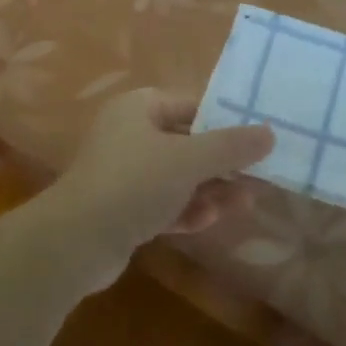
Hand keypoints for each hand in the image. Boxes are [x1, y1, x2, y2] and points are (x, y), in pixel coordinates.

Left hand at [39, 88, 273, 288]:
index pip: (191, 105)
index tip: (259, 138)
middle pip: (186, 142)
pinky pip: (162, 203)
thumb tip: (269, 132)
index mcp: (139, 108)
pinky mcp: (121, 209)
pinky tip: (208, 221)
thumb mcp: (188, 160)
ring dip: (209, 189)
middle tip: (259, 176)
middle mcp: (129, 133)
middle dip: (221, 162)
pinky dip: (185, 209)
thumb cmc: (134, 183)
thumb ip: (230, 147)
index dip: (225, 121)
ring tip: (245, 203)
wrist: (76, 240)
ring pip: (176, 176)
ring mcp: (123, 173)